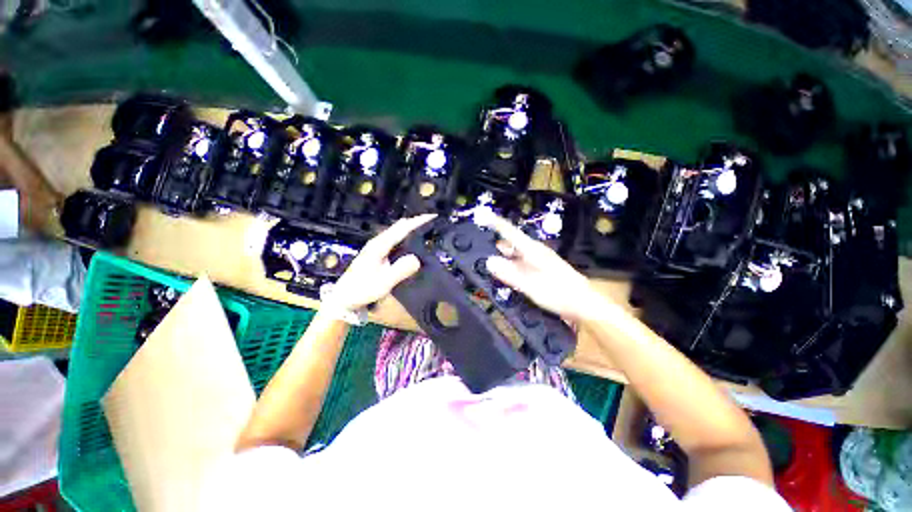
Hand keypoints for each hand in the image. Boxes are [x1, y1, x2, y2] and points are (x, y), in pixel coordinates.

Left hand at [328, 214, 435, 310]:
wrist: (344, 298)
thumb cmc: (363, 290)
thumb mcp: (383, 283)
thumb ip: (400, 270)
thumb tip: (417, 259)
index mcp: (380, 246)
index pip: (402, 229)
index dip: (417, 221)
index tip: (432, 216)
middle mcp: (378, 242)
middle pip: (399, 227)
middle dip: (415, 222)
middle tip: (432, 221)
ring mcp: (376, 247)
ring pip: (396, 232)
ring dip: (410, 228)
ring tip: (425, 228)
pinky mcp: (377, 253)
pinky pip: (394, 240)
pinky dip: (405, 237)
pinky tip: (410, 242)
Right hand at [484, 215, 601, 322]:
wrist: (583, 305)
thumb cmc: (559, 293)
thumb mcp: (531, 285)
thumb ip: (510, 273)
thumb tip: (489, 261)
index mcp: (532, 250)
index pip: (509, 231)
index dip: (495, 222)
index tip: (481, 214)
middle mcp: (534, 252)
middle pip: (511, 242)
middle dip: (495, 239)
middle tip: (479, 242)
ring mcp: (538, 262)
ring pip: (515, 254)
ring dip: (503, 254)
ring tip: (489, 256)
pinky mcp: (540, 271)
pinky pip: (520, 264)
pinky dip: (510, 265)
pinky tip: (505, 273)